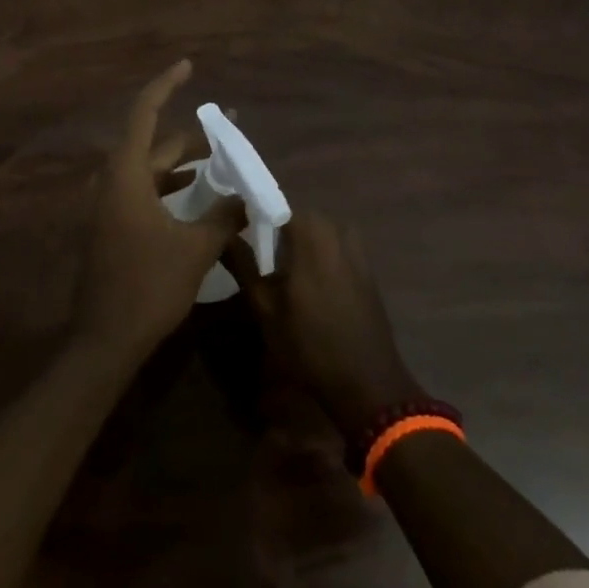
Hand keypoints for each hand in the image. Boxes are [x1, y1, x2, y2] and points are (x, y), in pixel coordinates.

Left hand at [72, 60, 242, 358]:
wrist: (104, 341)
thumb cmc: (148, 287)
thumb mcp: (195, 249)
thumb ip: (223, 216)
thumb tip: (248, 196)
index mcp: (125, 175)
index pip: (144, 113)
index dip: (166, 85)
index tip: (188, 65)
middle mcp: (112, 182)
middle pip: (153, 144)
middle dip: (192, 138)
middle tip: (230, 132)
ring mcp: (109, 206)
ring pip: (150, 171)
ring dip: (183, 166)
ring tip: (222, 164)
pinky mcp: (112, 227)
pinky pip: (144, 193)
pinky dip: (171, 189)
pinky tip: (198, 199)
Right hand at [227, 212, 422, 436]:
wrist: (367, 381)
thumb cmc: (309, 345)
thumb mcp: (265, 308)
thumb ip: (243, 265)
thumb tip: (222, 235)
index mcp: (311, 235)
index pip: (277, 206)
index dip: (256, 215)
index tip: (239, 231)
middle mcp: (337, 232)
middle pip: (299, 217)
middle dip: (278, 230)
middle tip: (258, 255)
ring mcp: (356, 248)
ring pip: (319, 231)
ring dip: (300, 243)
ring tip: (282, 270)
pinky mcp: (367, 267)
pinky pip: (336, 246)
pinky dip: (320, 254)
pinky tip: (309, 282)